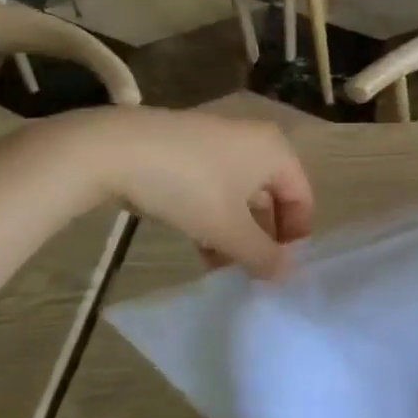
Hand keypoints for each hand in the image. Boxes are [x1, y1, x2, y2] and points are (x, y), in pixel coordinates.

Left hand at [60, 107, 314, 277]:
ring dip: (237, 234)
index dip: (295, 237)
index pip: (302, 198)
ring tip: (224, 271)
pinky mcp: (190, 150)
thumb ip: (263, 255)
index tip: (279, 272)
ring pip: (241, 196)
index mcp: (276, 151)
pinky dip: (215, 217)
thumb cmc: (189, 185)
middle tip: (251, 275)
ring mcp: (220, 143)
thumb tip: (289, 275)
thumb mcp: (228, 228)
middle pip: (272, 197)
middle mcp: (254, 141)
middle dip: (263, 238)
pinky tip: (201, 247)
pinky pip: (216, 188)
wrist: (115, 150)